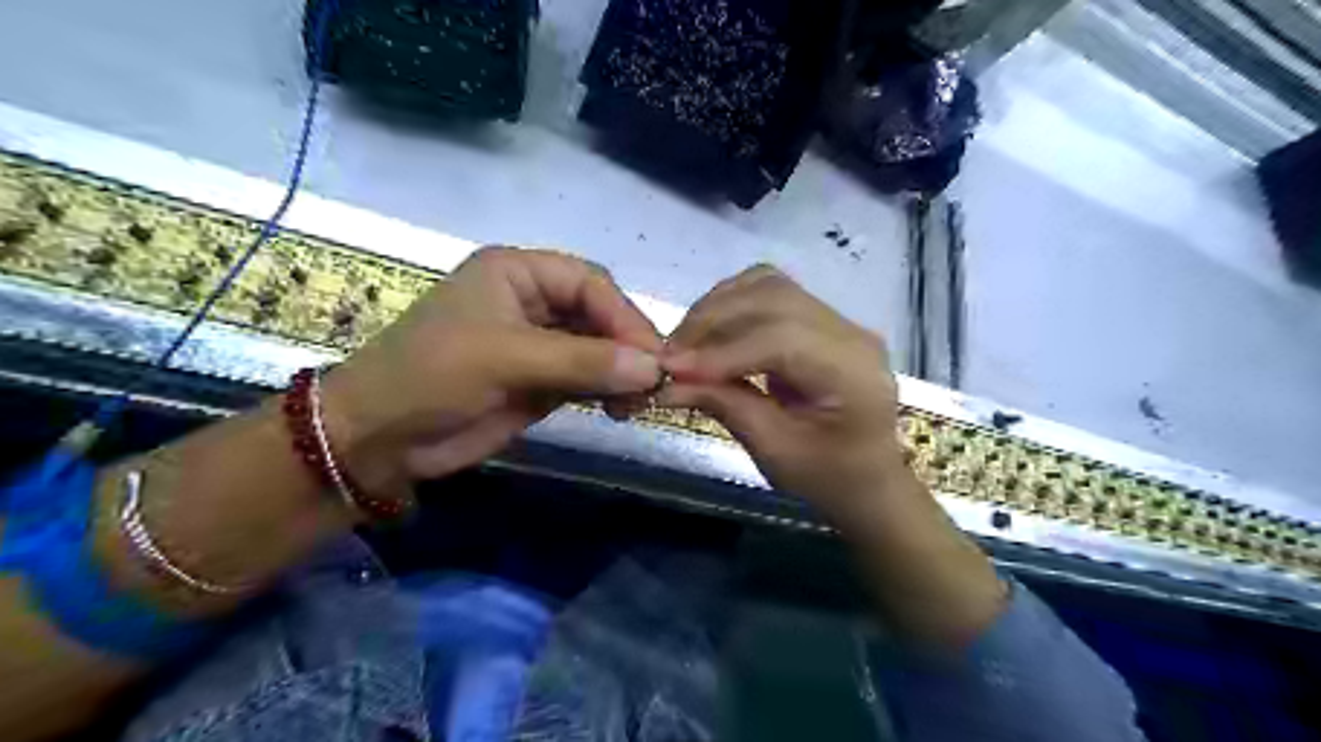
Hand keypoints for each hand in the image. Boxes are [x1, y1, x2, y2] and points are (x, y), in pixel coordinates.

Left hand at [323, 249, 664, 490]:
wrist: (379, 438)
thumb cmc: (432, 376)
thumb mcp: (507, 358)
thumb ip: (582, 361)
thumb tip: (652, 369)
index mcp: (518, 272)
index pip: (590, 283)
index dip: (624, 316)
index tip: (651, 357)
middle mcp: (532, 302)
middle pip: (599, 314)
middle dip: (627, 346)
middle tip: (652, 384)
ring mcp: (538, 344)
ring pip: (598, 349)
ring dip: (622, 372)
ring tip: (639, 403)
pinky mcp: (541, 381)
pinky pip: (587, 379)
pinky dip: (608, 391)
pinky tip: (621, 408)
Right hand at [657, 266, 902, 522]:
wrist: (868, 479)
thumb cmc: (828, 477)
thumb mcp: (774, 451)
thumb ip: (725, 406)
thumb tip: (667, 382)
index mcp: (852, 372)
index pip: (781, 339)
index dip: (721, 350)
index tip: (671, 367)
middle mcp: (851, 332)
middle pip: (772, 300)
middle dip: (712, 321)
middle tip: (670, 355)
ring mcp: (839, 320)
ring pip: (769, 286)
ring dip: (718, 307)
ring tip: (686, 341)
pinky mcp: (822, 319)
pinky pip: (771, 292)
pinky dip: (733, 303)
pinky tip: (711, 329)